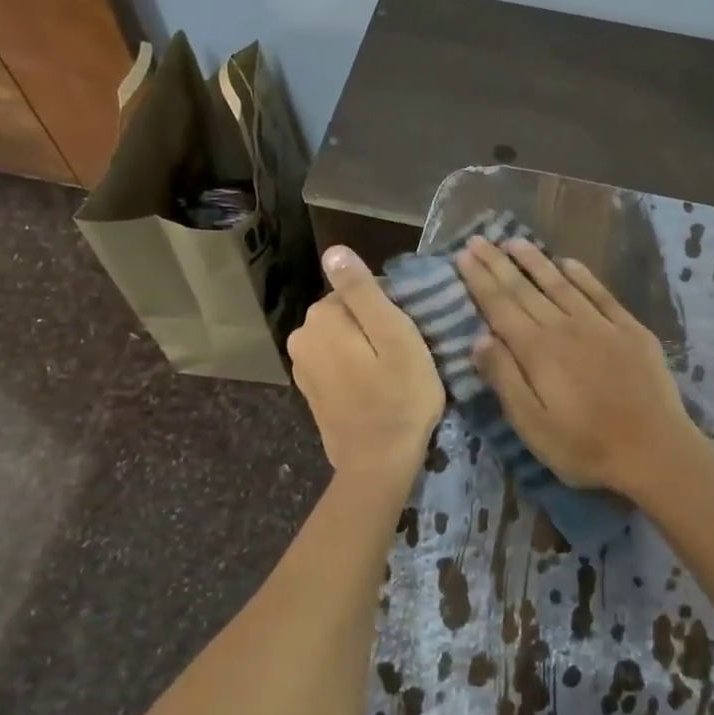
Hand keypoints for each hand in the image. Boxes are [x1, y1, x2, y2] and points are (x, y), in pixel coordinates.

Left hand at [287, 246, 444, 479]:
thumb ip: (363, 292)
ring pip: (344, 338)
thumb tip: (334, 251)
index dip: (394, 310)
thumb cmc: (398, 397)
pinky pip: (338, 362)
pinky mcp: (310, 390)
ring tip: (393, 374)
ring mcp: (302, 366)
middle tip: (407, 357)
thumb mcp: (394, 336)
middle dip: (377, 327)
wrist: (378, 463)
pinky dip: (356, 368)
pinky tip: (375, 389)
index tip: (412, 337)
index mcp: (321, 317)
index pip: (363, 290)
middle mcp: (301, 336)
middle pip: (350, 314)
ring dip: (368, 349)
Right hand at [455, 236, 695, 497]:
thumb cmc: (585, 447)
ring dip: (536, 261)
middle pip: (525, 289)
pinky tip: (569, 263)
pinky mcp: (630, 330)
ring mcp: (601, 325)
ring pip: (561, 284)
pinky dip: (582, 275)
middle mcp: (565, 327)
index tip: (463, 254)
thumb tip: (479, 338)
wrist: (655, 451)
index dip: (480, 279)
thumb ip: (505, 379)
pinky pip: (600, 293)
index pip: (500, 306)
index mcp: (537, 351)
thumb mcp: (532, 425)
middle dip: (498, 263)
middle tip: (478, 239)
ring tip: (514, 241)